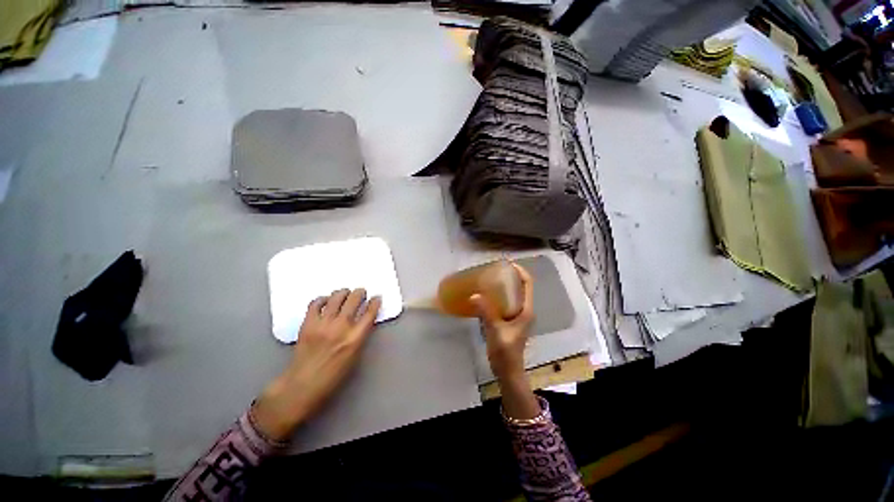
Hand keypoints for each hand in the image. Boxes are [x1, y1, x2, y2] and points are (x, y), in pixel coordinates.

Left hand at [252, 289, 381, 441]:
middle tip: (361, 292)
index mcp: (355, 339)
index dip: (375, 302)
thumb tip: (364, 319)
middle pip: (354, 300)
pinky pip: (316, 303)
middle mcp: (340, 327)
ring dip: (344, 292)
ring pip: (336, 297)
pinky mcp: (308, 323)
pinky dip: (323, 299)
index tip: (377, 298)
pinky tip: (327, 301)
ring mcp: (323, 324)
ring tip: (345, 293)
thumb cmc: (333, 375)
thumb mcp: (355, 355)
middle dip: (360, 293)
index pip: (370, 313)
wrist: (302, 384)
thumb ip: (360, 335)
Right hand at [471, 263, 540, 419]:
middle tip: (494, 270)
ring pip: (512, 295)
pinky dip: (498, 296)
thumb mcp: (495, 331)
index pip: (528, 285)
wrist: (508, 371)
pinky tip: (486, 296)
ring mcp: (517, 316)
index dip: (521, 272)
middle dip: (510, 276)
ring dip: (504, 286)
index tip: (508, 264)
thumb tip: (474, 295)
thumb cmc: (506, 352)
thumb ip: (486, 313)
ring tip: (489, 279)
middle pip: (520, 287)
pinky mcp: (509, 321)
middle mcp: (523, 310)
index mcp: (526, 311)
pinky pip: (505, 303)